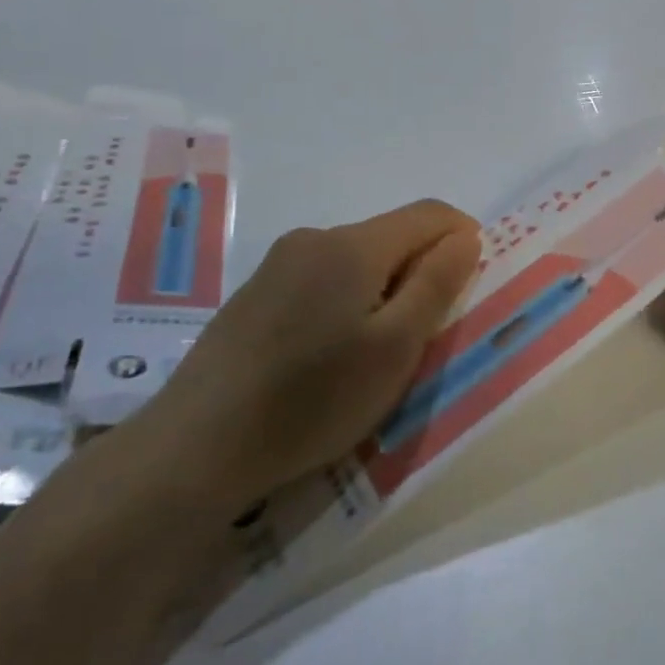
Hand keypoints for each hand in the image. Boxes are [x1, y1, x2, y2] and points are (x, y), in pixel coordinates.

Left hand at [125, 201, 479, 517]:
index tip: (470, 289)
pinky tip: (330, 355)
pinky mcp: (255, 294)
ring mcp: (278, 265)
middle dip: (422, 271)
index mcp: (353, 245)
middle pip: (392, 236)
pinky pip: (323, 280)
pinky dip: (348, 303)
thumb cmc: (313, 399)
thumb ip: (437, 284)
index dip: (463, 239)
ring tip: (377, 352)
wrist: (194, 449)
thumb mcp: (396, 347)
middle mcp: (314, 239)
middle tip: (425, 335)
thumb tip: (465, 237)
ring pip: (358, 260)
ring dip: (385, 290)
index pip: (430, 215)